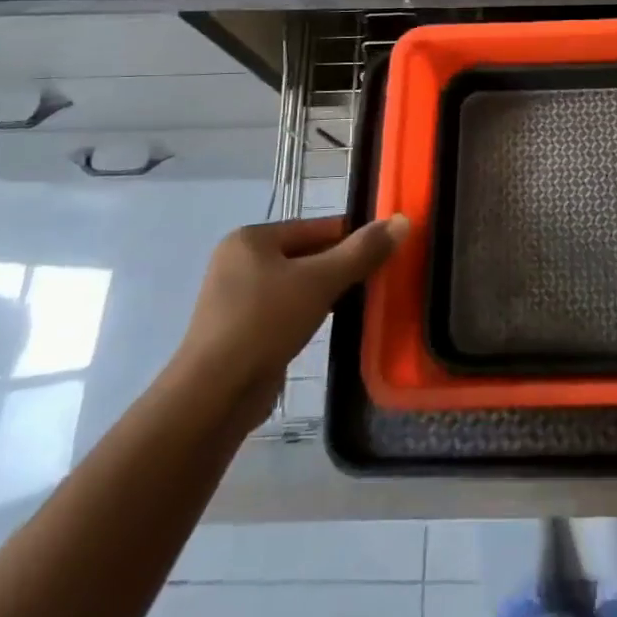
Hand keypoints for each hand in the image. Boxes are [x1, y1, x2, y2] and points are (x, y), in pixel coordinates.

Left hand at [175, 213, 408, 424]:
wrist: (214, 396)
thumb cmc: (265, 323)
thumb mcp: (320, 281)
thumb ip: (361, 252)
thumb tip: (401, 221)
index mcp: (250, 239)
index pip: (315, 227)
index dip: (351, 238)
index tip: (383, 251)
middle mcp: (238, 262)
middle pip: (305, 255)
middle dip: (339, 267)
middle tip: (377, 280)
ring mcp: (235, 299)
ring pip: (296, 286)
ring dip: (325, 293)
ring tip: (360, 303)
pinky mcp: (238, 332)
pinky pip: (284, 312)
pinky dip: (307, 315)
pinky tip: (329, 327)